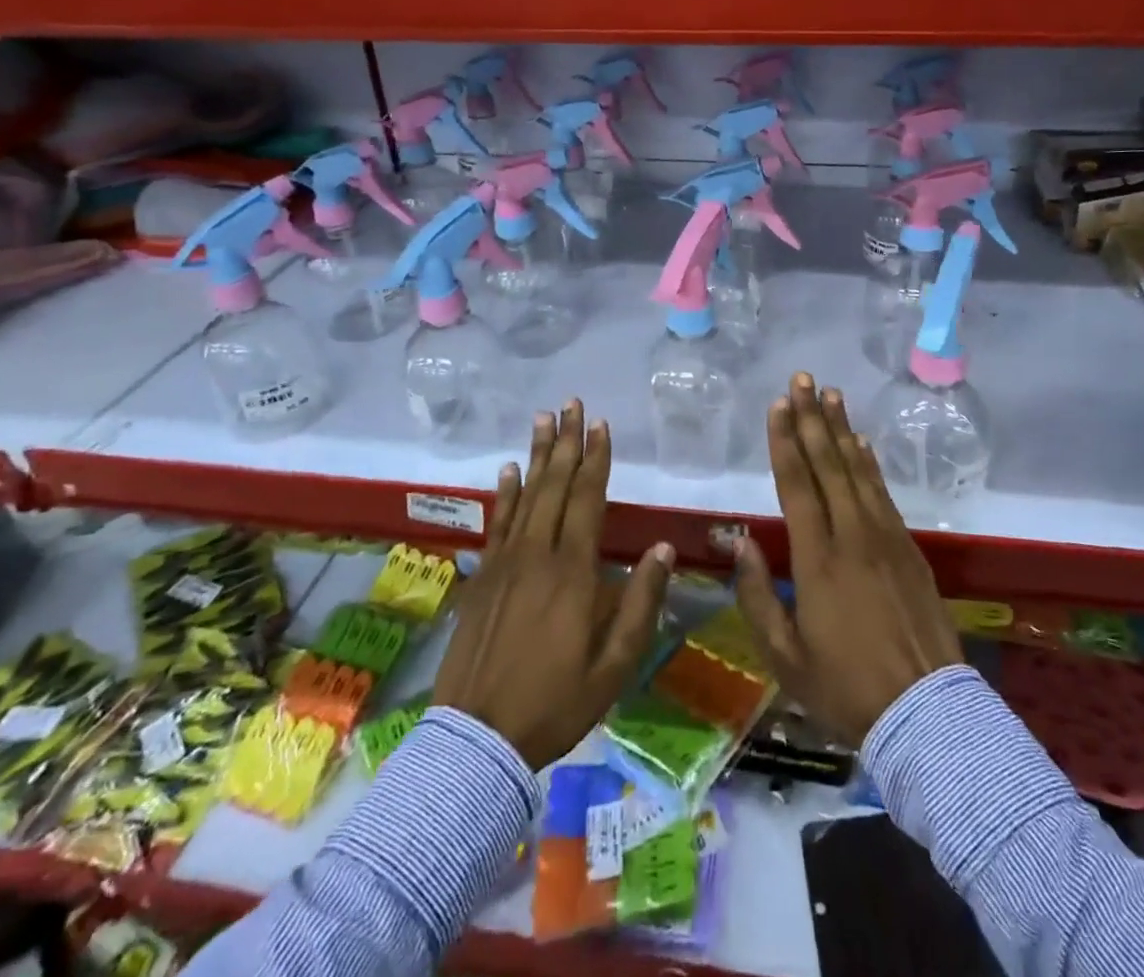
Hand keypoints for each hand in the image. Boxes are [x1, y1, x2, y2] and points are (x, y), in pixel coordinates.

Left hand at [433, 401, 674, 769]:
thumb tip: (665, 549)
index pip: (587, 499)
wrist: (478, 740)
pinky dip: (503, 493)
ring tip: (542, 419)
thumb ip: (641, 603)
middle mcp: (537, 554)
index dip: (595, 459)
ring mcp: (504, 563)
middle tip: (571, 404)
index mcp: (573, 571)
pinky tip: (507, 470)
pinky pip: (495, 523)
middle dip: (566, 441)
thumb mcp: (615, 664)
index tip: (601, 426)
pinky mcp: (482, 577)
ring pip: (524, 495)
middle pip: (554, 485)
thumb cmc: (556, 702)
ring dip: (535, 455)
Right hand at [733, 373, 963, 747]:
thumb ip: (758, 596)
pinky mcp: (910, 549)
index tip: (778, 405)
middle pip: (829, 465)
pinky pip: (884, 493)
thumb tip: (741, 543)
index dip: (785, 441)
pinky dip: (870, 463)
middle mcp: (853, 537)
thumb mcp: (785, 657)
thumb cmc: (846, 689)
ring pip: (859, 471)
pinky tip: (862, 443)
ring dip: (842, 430)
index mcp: (817, 561)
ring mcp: (886, 539)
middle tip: (802, 380)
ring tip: (831, 395)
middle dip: (812, 419)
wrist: (927, 714)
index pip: (797, 486)